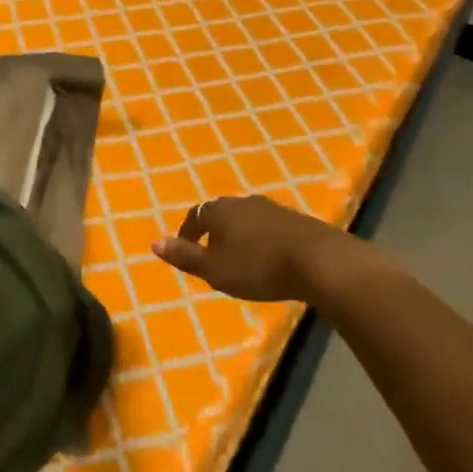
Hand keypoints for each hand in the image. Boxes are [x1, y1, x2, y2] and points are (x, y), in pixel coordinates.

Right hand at [152, 195, 369, 303]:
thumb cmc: (258, 266)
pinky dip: (261, 239)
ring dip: (239, 235)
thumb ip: (184, 256)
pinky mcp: (295, 220)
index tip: (185, 249)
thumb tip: (154, 242)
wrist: (318, 260)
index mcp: (219, 210)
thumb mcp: (214, 269)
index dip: (187, 233)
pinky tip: (268, 256)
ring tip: (240, 257)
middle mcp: (243, 202)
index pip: (195, 216)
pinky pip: (268, 227)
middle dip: (214, 232)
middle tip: (212, 254)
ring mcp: (271, 208)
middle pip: (221, 214)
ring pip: (246, 219)